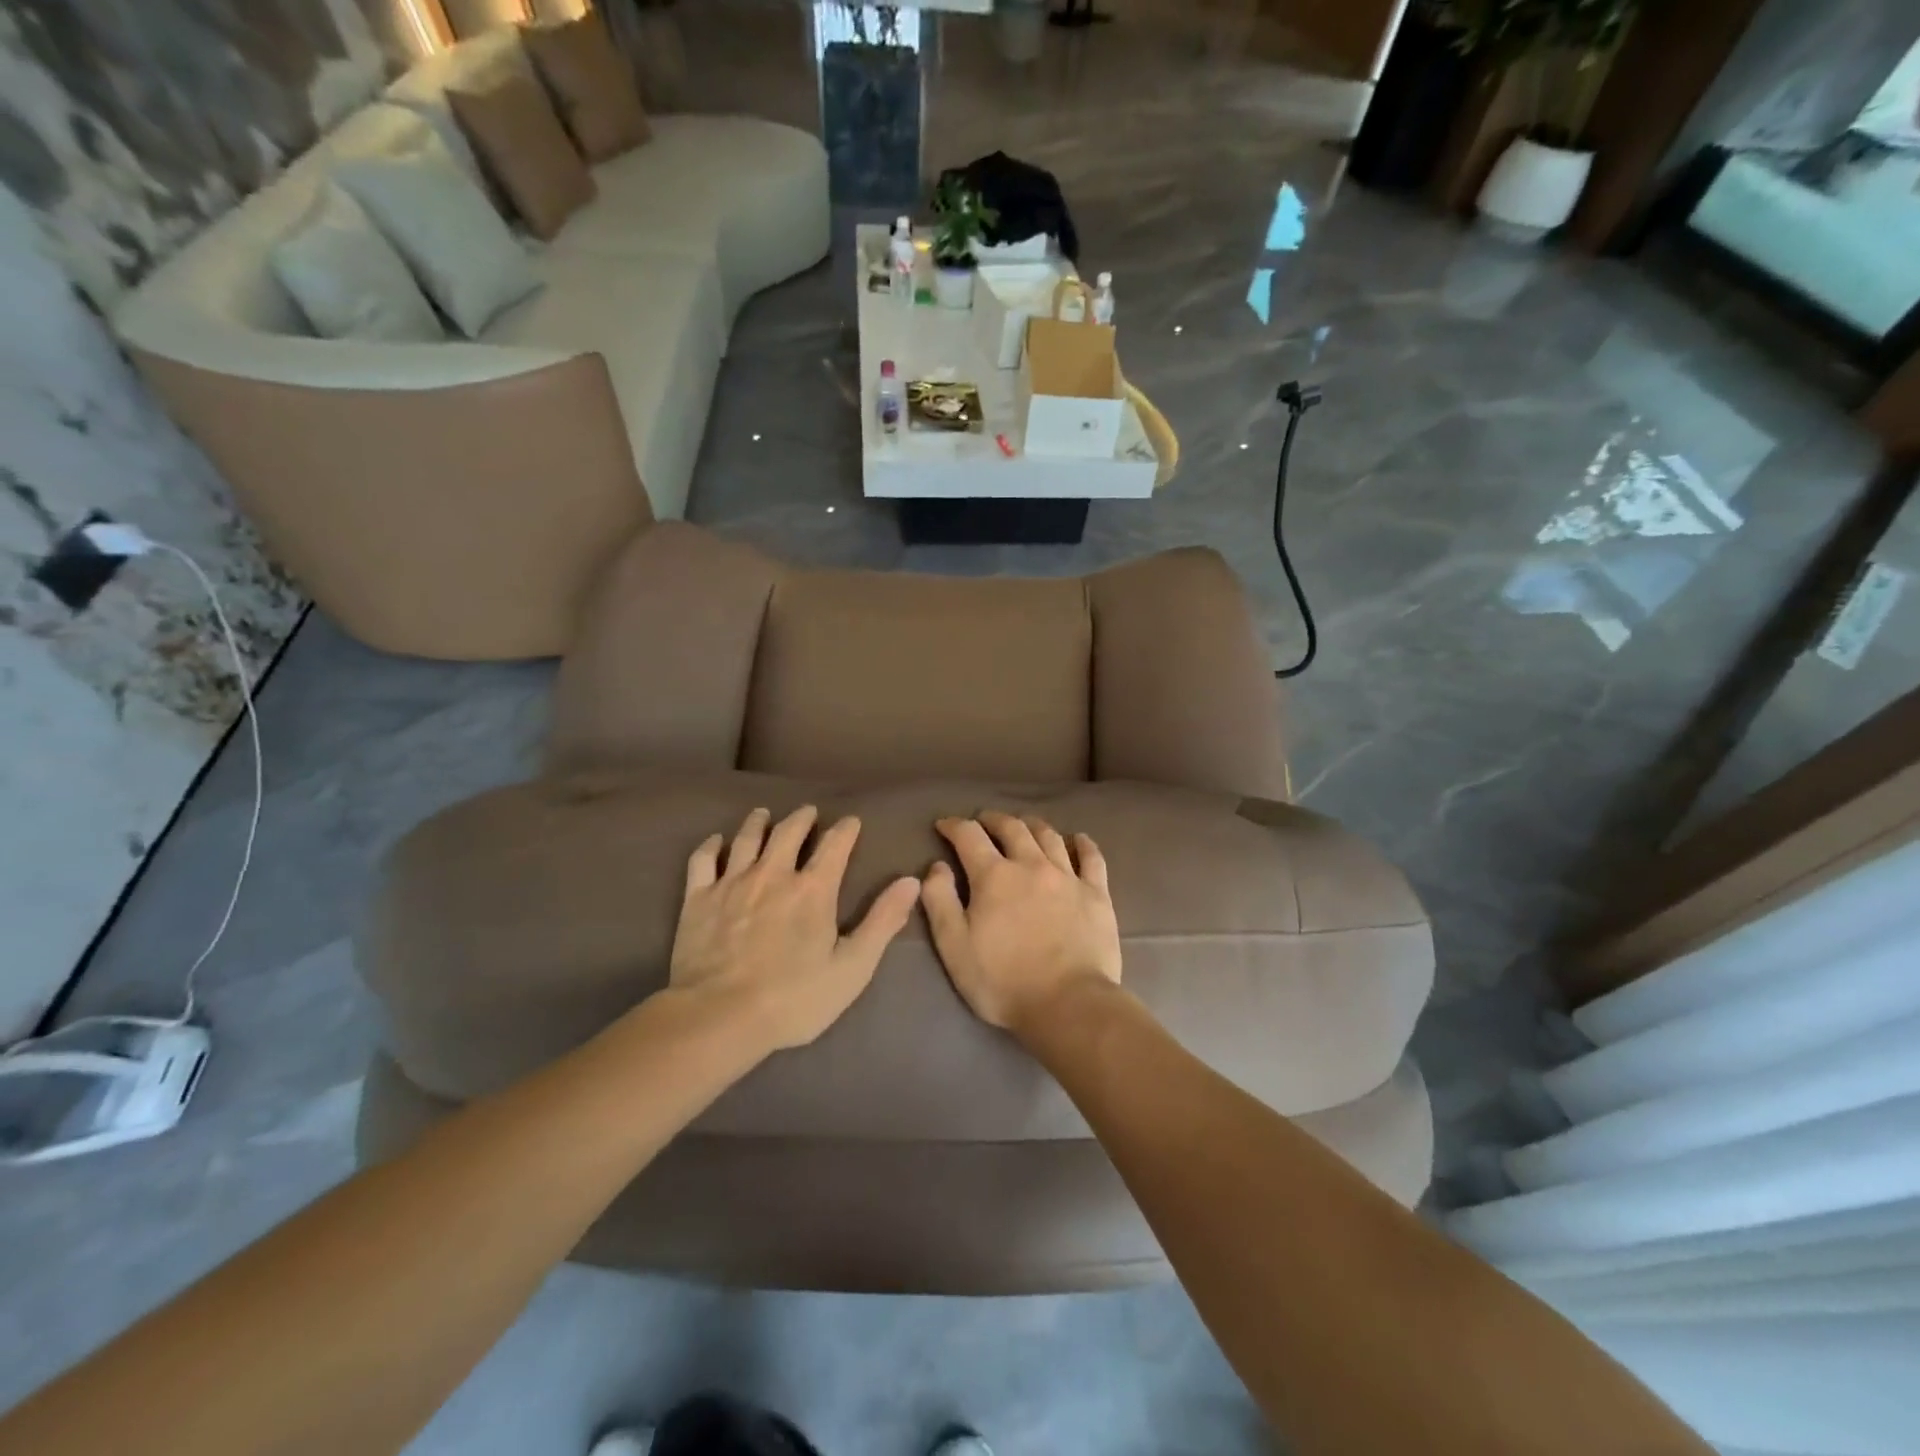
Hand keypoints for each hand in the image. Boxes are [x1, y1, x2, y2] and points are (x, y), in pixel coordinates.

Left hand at [671, 806, 920, 1051]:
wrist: (718, 1017)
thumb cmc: (794, 999)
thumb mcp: (852, 967)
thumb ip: (882, 921)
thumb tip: (911, 881)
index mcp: (813, 889)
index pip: (835, 845)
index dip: (845, 829)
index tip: (851, 821)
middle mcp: (773, 874)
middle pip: (788, 832)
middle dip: (802, 818)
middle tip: (808, 812)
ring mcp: (732, 883)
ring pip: (747, 838)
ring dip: (759, 822)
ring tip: (764, 814)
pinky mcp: (698, 898)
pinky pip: (703, 860)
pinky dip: (711, 846)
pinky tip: (715, 842)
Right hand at [920, 812, 1121, 1031]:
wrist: (1069, 1003)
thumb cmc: (1003, 980)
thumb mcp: (954, 947)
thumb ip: (940, 902)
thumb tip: (937, 867)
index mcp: (994, 876)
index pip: (969, 836)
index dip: (954, 826)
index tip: (944, 825)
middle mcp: (1031, 865)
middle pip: (1012, 828)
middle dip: (994, 820)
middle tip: (984, 821)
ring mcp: (1068, 877)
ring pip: (1049, 836)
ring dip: (1032, 825)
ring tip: (1024, 825)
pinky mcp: (1096, 894)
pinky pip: (1092, 858)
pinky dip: (1083, 844)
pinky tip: (1079, 839)